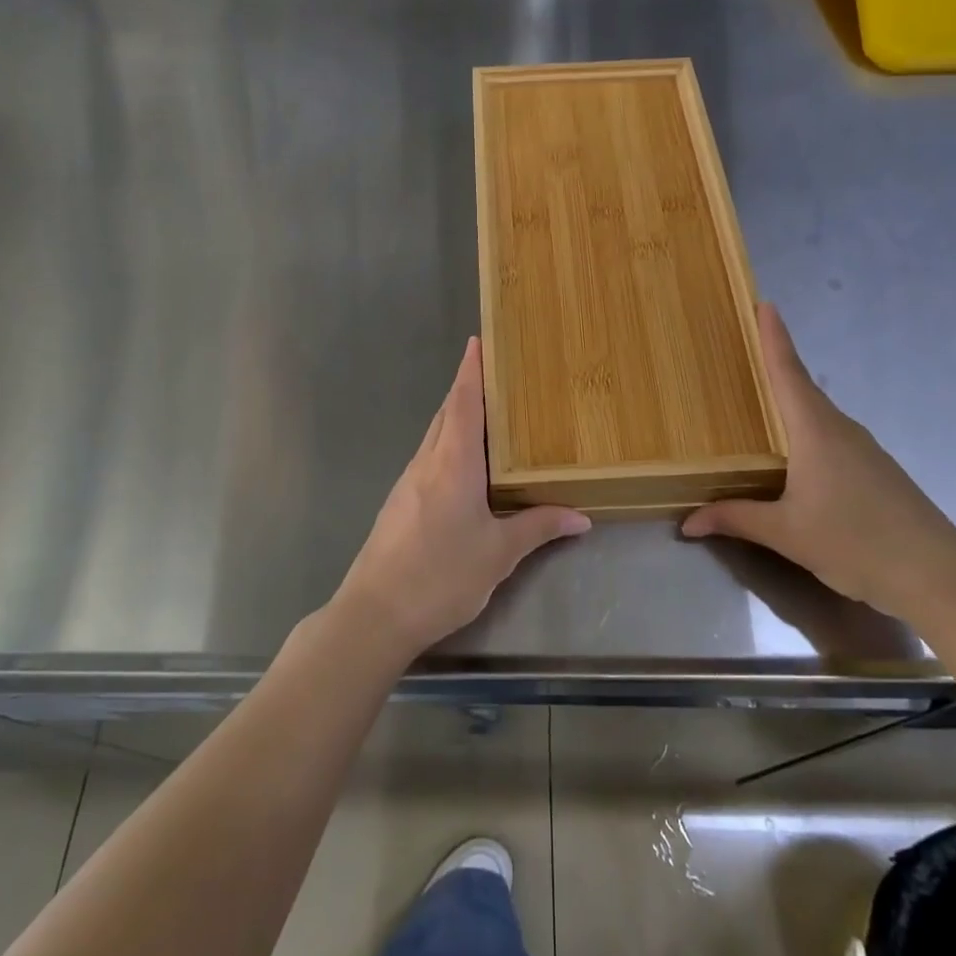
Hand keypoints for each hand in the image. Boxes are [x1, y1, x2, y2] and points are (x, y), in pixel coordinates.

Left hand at [337, 338, 590, 656]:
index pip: (462, 403)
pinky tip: (464, 466)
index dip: (471, 371)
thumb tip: (581, 516)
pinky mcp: (399, 503)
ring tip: (487, 416)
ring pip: (435, 436)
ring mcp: (407, 482)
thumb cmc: (441, 576)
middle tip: (496, 375)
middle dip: (467, 389)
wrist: (374, 614)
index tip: (477, 341)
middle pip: (446, 413)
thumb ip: (538, 527)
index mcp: (453, 463)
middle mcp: (427, 462)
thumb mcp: (498, 553)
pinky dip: (448, 446)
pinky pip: (428, 459)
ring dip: (456, 418)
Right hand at [683, 303, 955, 620]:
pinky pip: (832, 438)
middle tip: (744, 351)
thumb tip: (687, 521)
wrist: (940, 577)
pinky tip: (795, 458)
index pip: (789, 373)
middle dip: (776, 366)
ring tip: (760, 404)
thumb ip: (736, 519)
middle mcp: (841, 430)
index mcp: (816, 431)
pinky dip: (807, 433)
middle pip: (802, 389)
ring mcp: (864, 450)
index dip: (774, 338)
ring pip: (818, 416)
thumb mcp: (787, 534)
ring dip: (791, 403)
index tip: (765, 304)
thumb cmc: (856, 543)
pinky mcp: (878, 472)